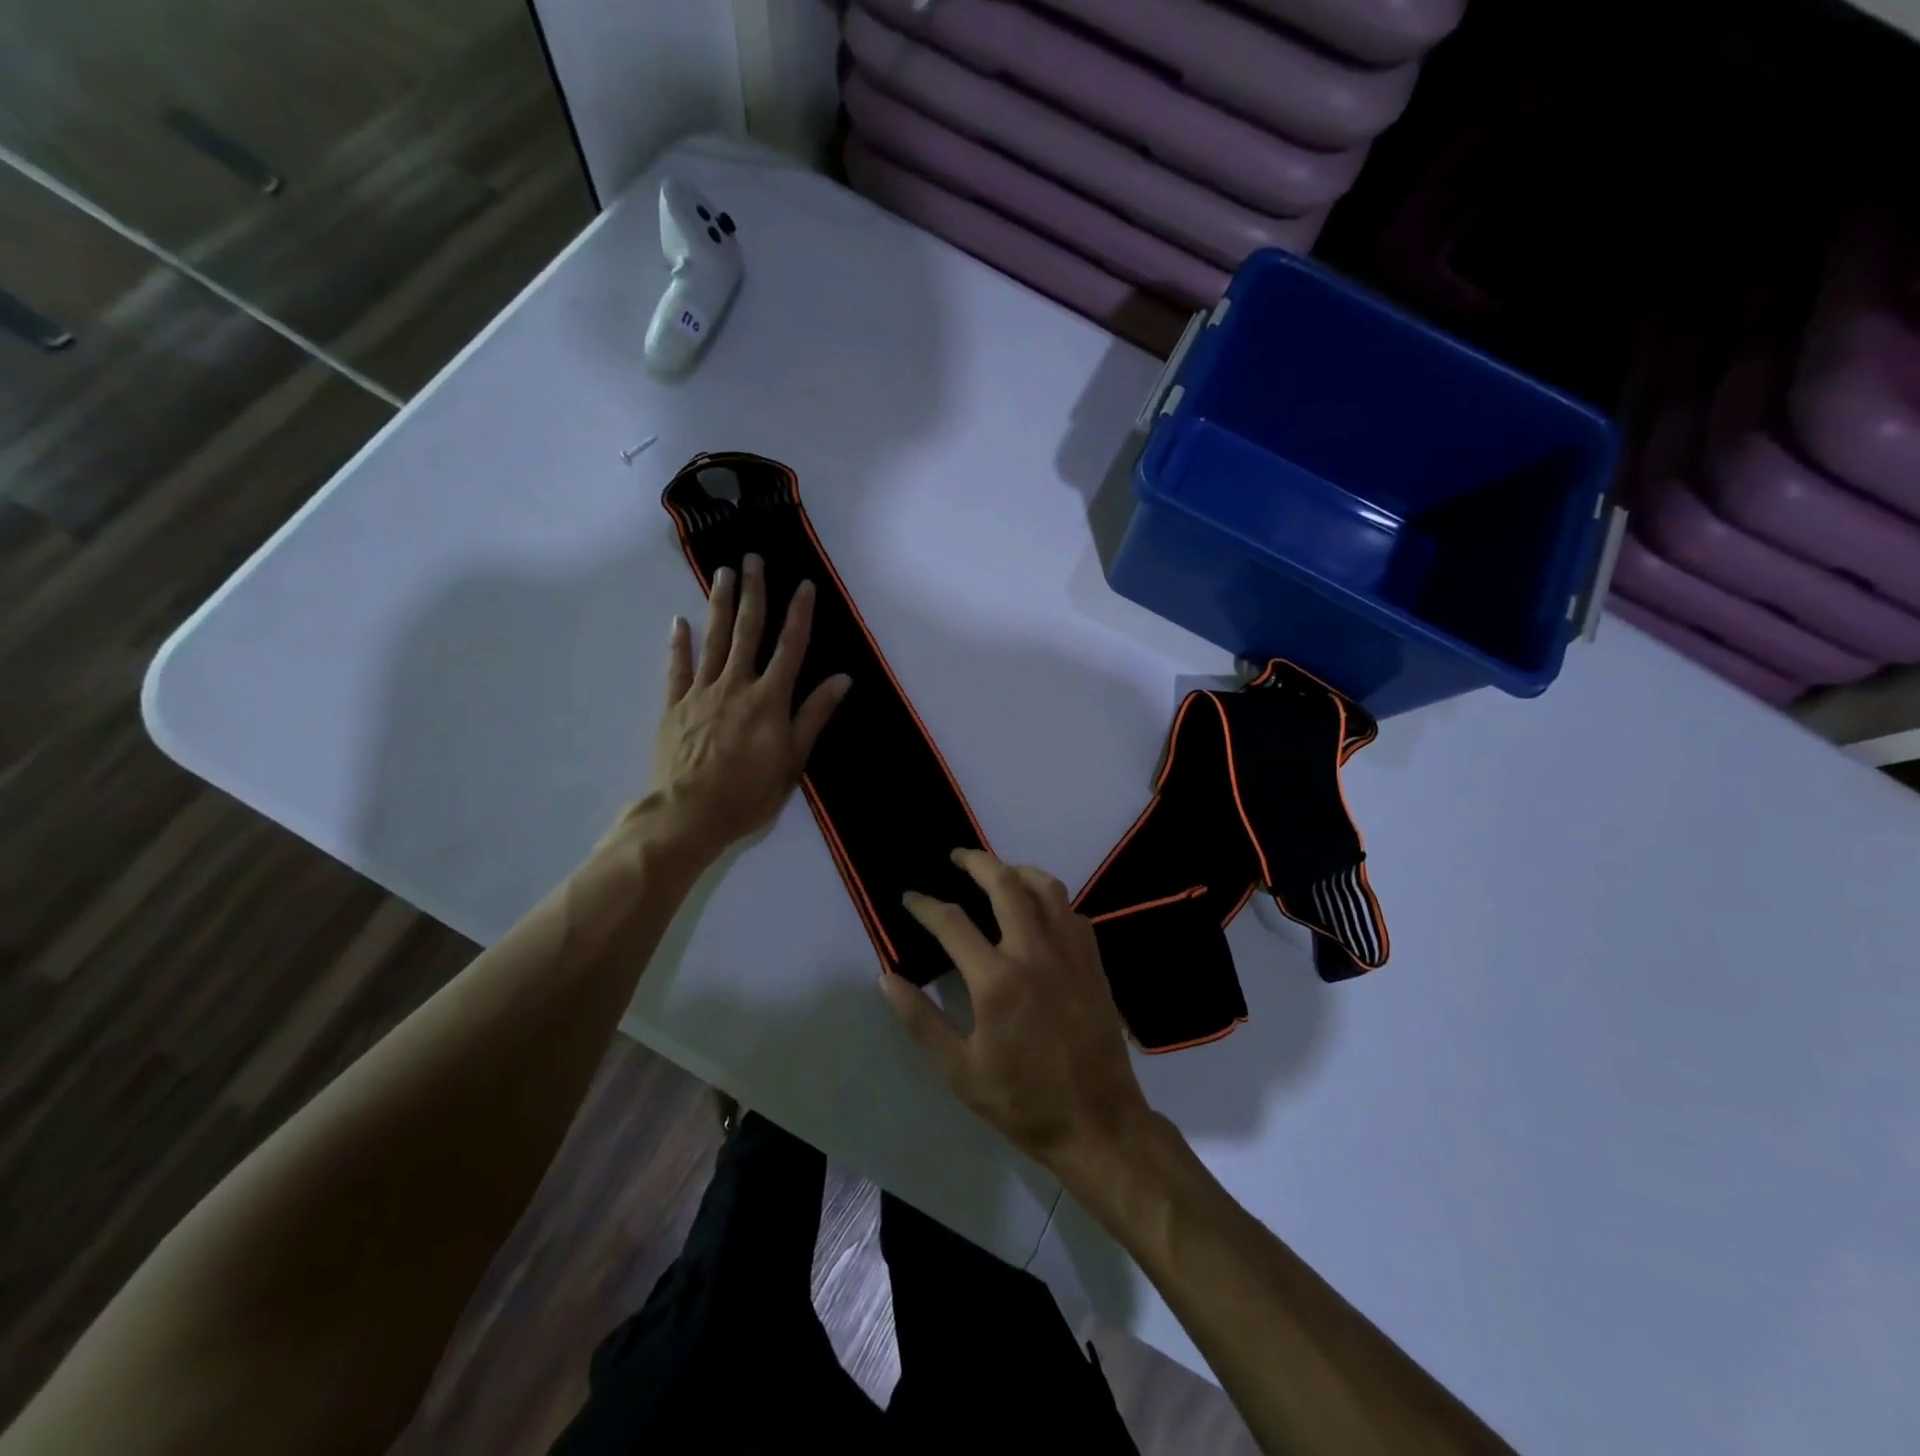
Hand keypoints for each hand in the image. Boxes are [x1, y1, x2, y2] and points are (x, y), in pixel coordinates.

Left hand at [643, 553, 849, 863]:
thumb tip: (842, 679)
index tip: (804, 585)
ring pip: (713, 640)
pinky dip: (679, 643)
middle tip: (753, 559)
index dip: (799, 615)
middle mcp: (736, 685)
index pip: (790, 648)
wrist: (689, 813)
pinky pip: (677, 668)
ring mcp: (701, 693)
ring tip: (723, 573)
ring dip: (719, 605)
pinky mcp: (674, 706)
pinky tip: (680, 621)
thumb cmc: (749, 792)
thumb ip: (814, 715)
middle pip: (747, 632)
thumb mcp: (794, 759)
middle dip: (754, 594)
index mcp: (769, 699)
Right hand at [879, 850, 1152, 1177]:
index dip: (926, 905)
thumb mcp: (960, 1071)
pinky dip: (1051, 899)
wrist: (1097, 1122)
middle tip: (956, 857)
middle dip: (976, 861)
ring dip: (1018, 870)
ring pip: (1046, 887)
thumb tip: (887, 978)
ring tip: (999, 871)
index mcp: (997, 980)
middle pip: (1005, 884)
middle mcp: (1035, 952)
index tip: (911, 897)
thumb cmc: (1022, 1101)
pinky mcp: (1093, 962)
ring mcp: (1070, 953)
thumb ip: (921, 1020)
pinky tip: (1039, 910)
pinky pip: (1072, 912)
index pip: (952, 923)